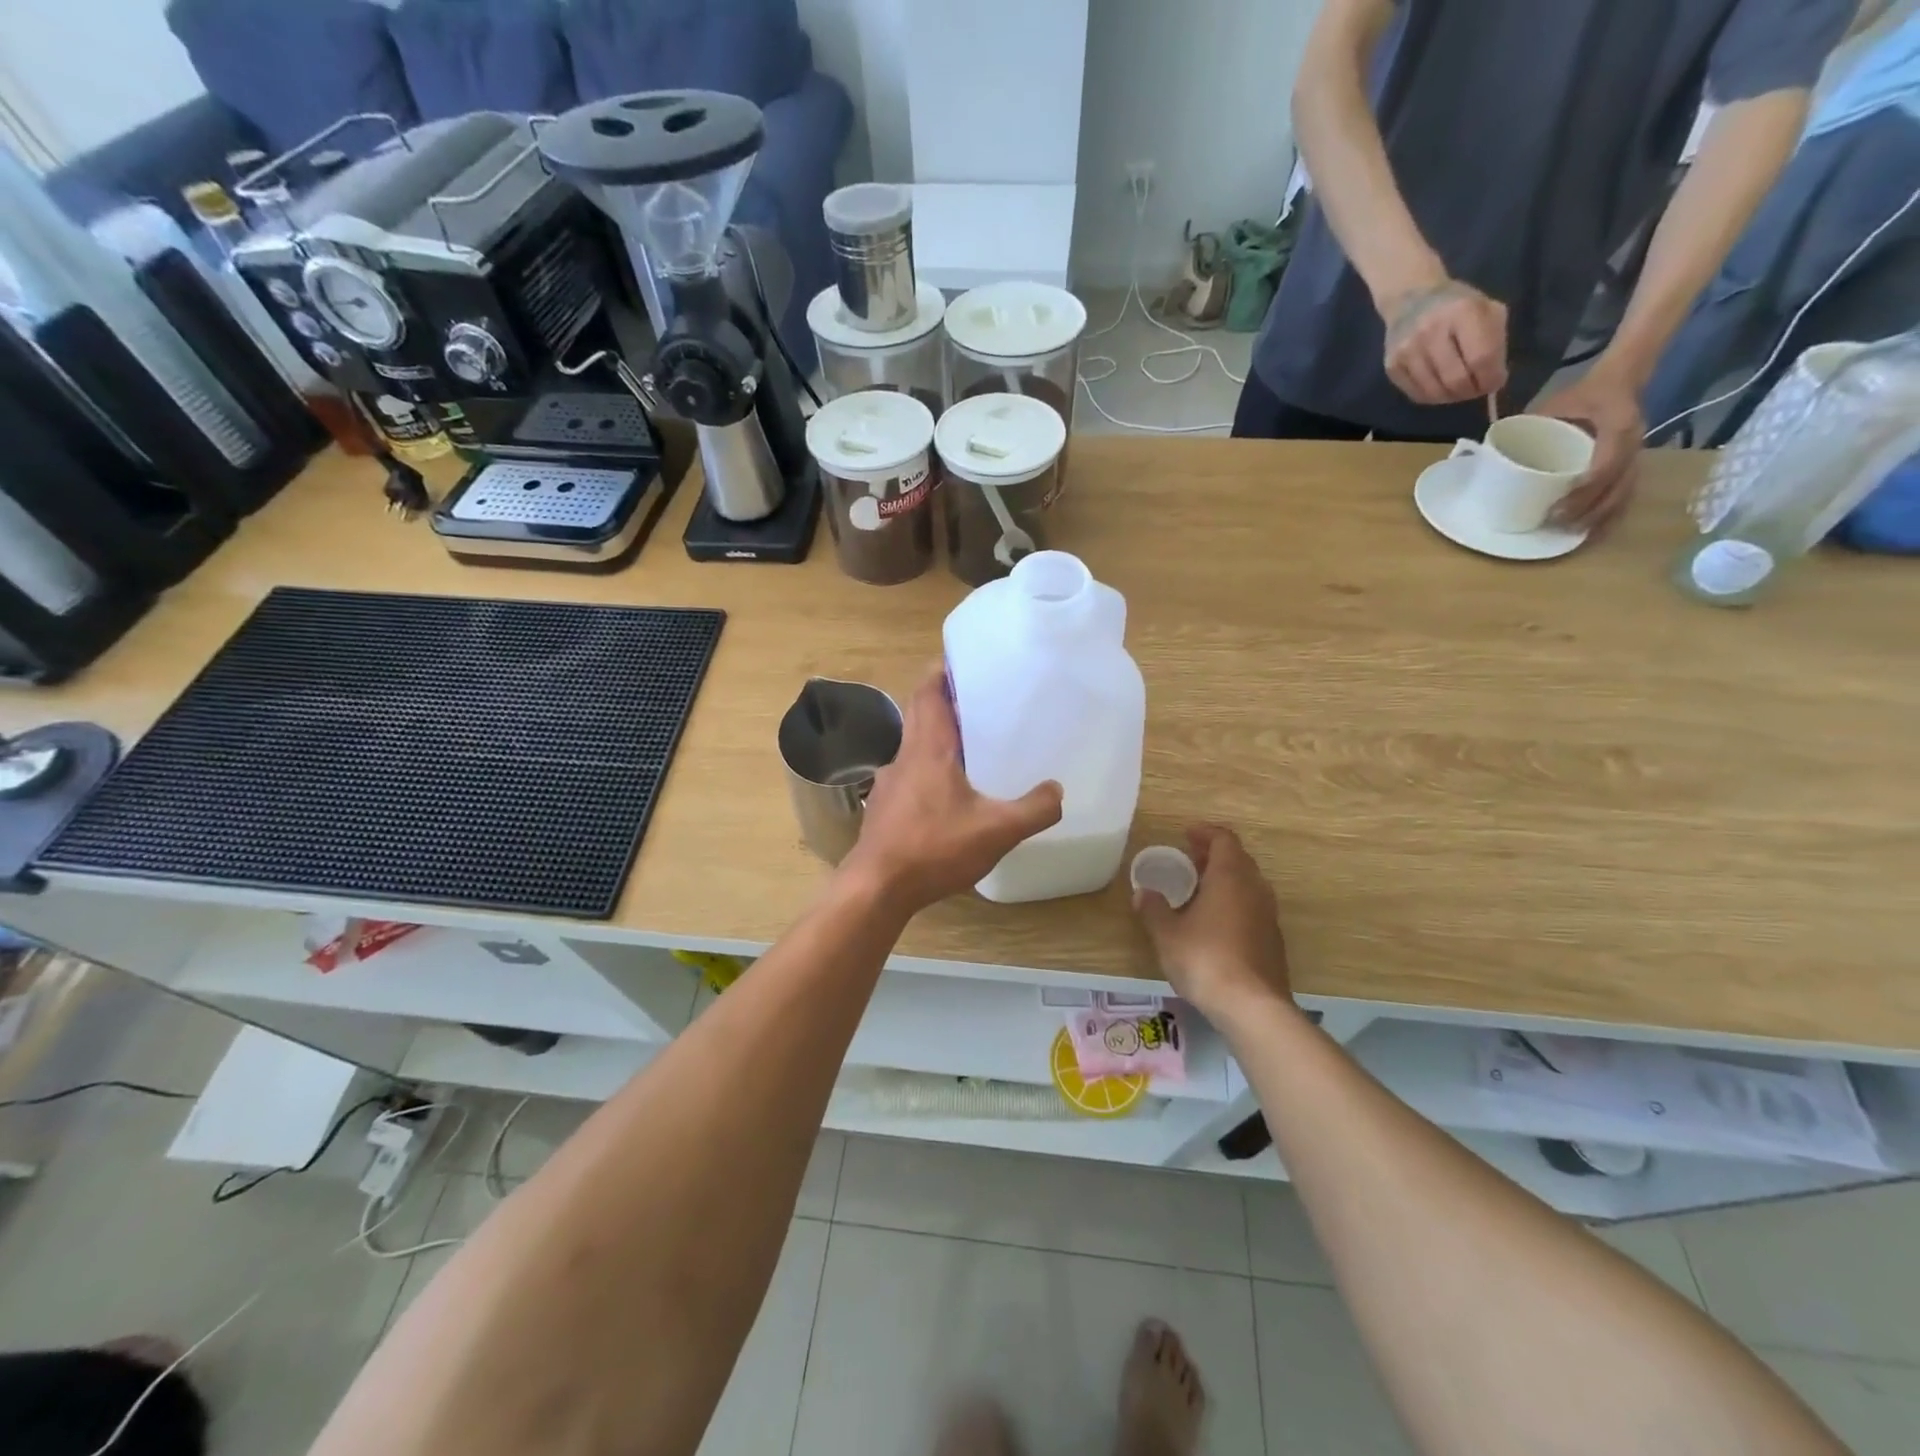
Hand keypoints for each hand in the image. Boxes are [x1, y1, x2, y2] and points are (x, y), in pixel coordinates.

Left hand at [840, 668, 1062, 913]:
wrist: (877, 888)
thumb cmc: (934, 848)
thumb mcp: (996, 831)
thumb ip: (1033, 809)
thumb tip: (1058, 790)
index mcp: (928, 748)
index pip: (928, 692)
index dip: (942, 671)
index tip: (964, 660)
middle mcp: (905, 756)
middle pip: (919, 712)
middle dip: (943, 699)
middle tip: (978, 698)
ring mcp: (890, 783)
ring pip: (914, 744)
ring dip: (937, 735)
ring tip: (971, 744)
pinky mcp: (885, 807)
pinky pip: (910, 773)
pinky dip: (929, 767)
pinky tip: (950, 793)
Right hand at [1132, 825, 1291, 1019]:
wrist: (1253, 1006)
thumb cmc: (1205, 959)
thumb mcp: (1167, 933)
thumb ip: (1153, 909)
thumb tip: (1142, 892)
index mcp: (1230, 877)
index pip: (1223, 840)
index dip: (1205, 833)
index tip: (1186, 834)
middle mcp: (1255, 889)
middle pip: (1238, 859)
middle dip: (1214, 855)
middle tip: (1189, 859)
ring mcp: (1268, 915)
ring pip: (1247, 884)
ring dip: (1225, 879)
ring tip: (1199, 889)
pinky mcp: (1273, 940)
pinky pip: (1252, 907)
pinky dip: (1234, 903)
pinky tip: (1215, 922)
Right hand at [1381, 280, 1508, 406]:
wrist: (1410, 299)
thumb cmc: (1456, 305)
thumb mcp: (1486, 309)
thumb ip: (1494, 341)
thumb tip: (1492, 380)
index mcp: (1462, 312)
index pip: (1481, 357)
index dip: (1491, 377)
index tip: (1495, 382)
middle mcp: (1431, 332)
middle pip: (1456, 379)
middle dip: (1471, 390)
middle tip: (1476, 389)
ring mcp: (1407, 351)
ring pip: (1435, 392)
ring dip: (1452, 397)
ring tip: (1459, 389)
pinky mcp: (1392, 367)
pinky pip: (1417, 394)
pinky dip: (1433, 397)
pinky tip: (1440, 387)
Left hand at [1535, 368, 1644, 529]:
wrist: (1619, 379)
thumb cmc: (1581, 394)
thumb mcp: (1554, 405)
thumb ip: (1528, 426)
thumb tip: (1491, 455)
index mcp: (1618, 426)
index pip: (1606, 465)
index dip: (1585, 490)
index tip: (1559, 508)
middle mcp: (1633, 442)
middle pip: (1617, 485)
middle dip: (1590, 509)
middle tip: (1559, 525)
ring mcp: (1637, 453)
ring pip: (1625, 492)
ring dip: (1601, 516)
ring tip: (1573, 534)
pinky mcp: (1634, 462)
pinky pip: (1627, 491)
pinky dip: (1611, 512)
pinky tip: (1593, 529)